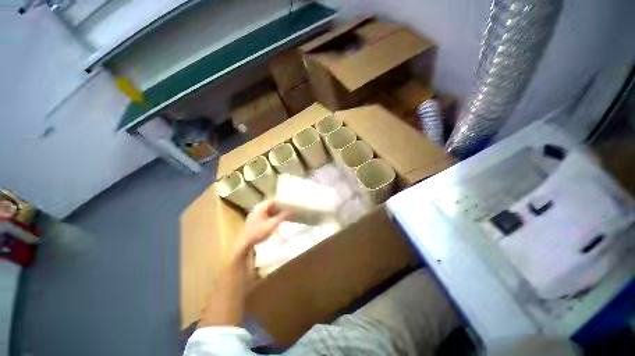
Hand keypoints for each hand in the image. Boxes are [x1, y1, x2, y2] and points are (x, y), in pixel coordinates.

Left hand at [238, 200, 291, 251]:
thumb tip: (290, 211)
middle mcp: (255, 210)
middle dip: (276, 208)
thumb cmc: (259, 233)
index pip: (270, 202)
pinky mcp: (252, 222)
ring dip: (272, 212)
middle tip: (284, 211)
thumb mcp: (272, 225)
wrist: (245, 243)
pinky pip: (262, 216)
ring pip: (265, 211)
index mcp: (259, 209)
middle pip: (268, 206)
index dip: (278, 203)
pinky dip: (268, 216)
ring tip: (279, 216)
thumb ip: (281, 217)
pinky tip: (272, 222)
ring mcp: (253, 216)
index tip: (285, 206)